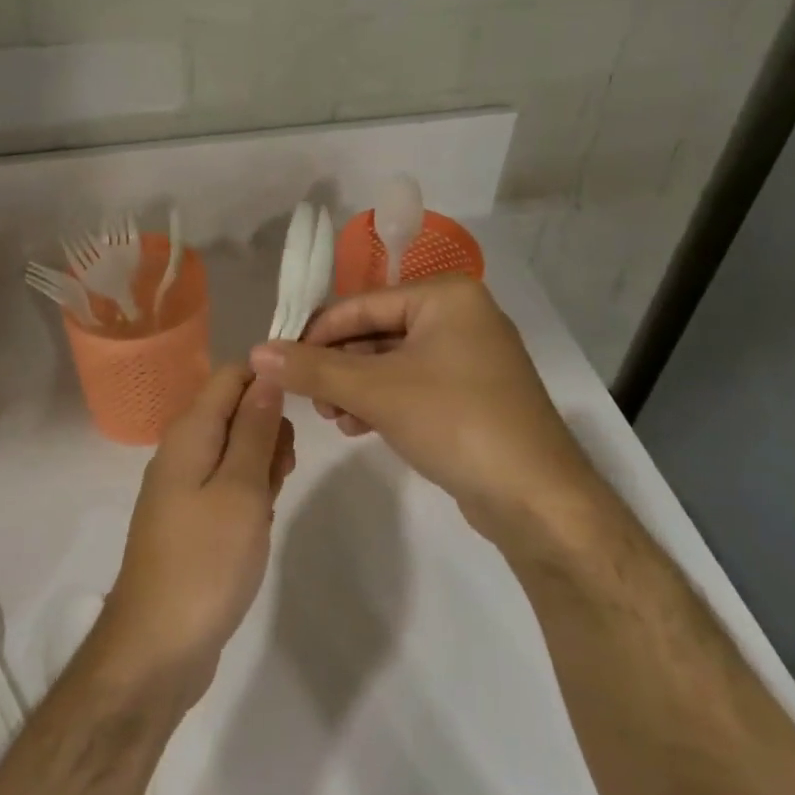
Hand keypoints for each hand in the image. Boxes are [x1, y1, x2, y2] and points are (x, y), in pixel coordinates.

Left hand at [95, 366, 295, 709]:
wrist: (157, 647)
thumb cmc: (206, 561)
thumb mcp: (242, 489)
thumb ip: (255, 429)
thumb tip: (268, 375)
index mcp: (190, 432)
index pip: (231, 375)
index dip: (268, 383)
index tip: (298, 417)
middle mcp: (182, 450)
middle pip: (234, 410)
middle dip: (269, 430)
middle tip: (283, 473)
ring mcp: (183, 486)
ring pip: (235, 450)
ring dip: (263, 466)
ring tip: (271, 503)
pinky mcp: (190, 518)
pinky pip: (227, 485)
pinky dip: (250, 495)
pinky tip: (260, 524)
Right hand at [249, 277, 591, 547]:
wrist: (538, 499)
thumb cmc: (456, 422)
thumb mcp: (375, 391)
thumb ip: (312, 368)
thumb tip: (255, 351)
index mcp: (444, 295)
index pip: (360, 304)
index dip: (315, 333)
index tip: (279, 362)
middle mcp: (459, 315)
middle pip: (375, 332)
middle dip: (337, 367)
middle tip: (309, 400)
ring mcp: (469, 355)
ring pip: (391, 362)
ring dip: (355, 388)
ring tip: (333, 418)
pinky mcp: (472, 393)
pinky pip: (413, 384)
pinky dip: (382, 402)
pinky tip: (358, 427)